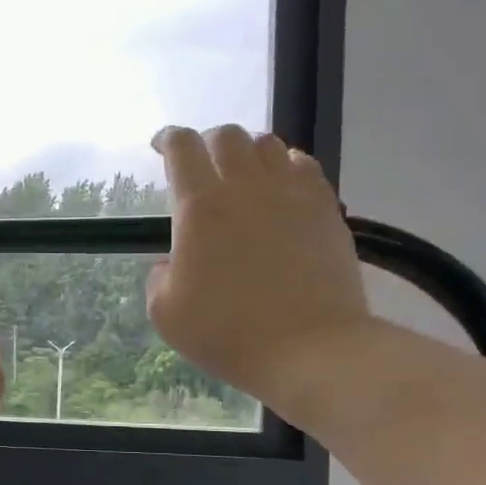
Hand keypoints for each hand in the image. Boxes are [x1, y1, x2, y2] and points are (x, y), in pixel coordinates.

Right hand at [144, 124, 373, 404]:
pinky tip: (281, 186)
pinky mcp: (325, 208)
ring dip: (247, 151)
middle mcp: (245, 187)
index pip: (181, 148)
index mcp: (200, 207)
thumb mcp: (165, 313)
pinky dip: (285, 165)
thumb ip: (160, 275)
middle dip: (208, 143)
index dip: (167, 139)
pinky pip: (303, 166)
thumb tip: (175, 260)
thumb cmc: (227, 333)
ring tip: (243, 173)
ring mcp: (291, 193)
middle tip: (202, 165)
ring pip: (267, 144)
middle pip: (227, 135)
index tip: (160, 146)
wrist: (309, 348)